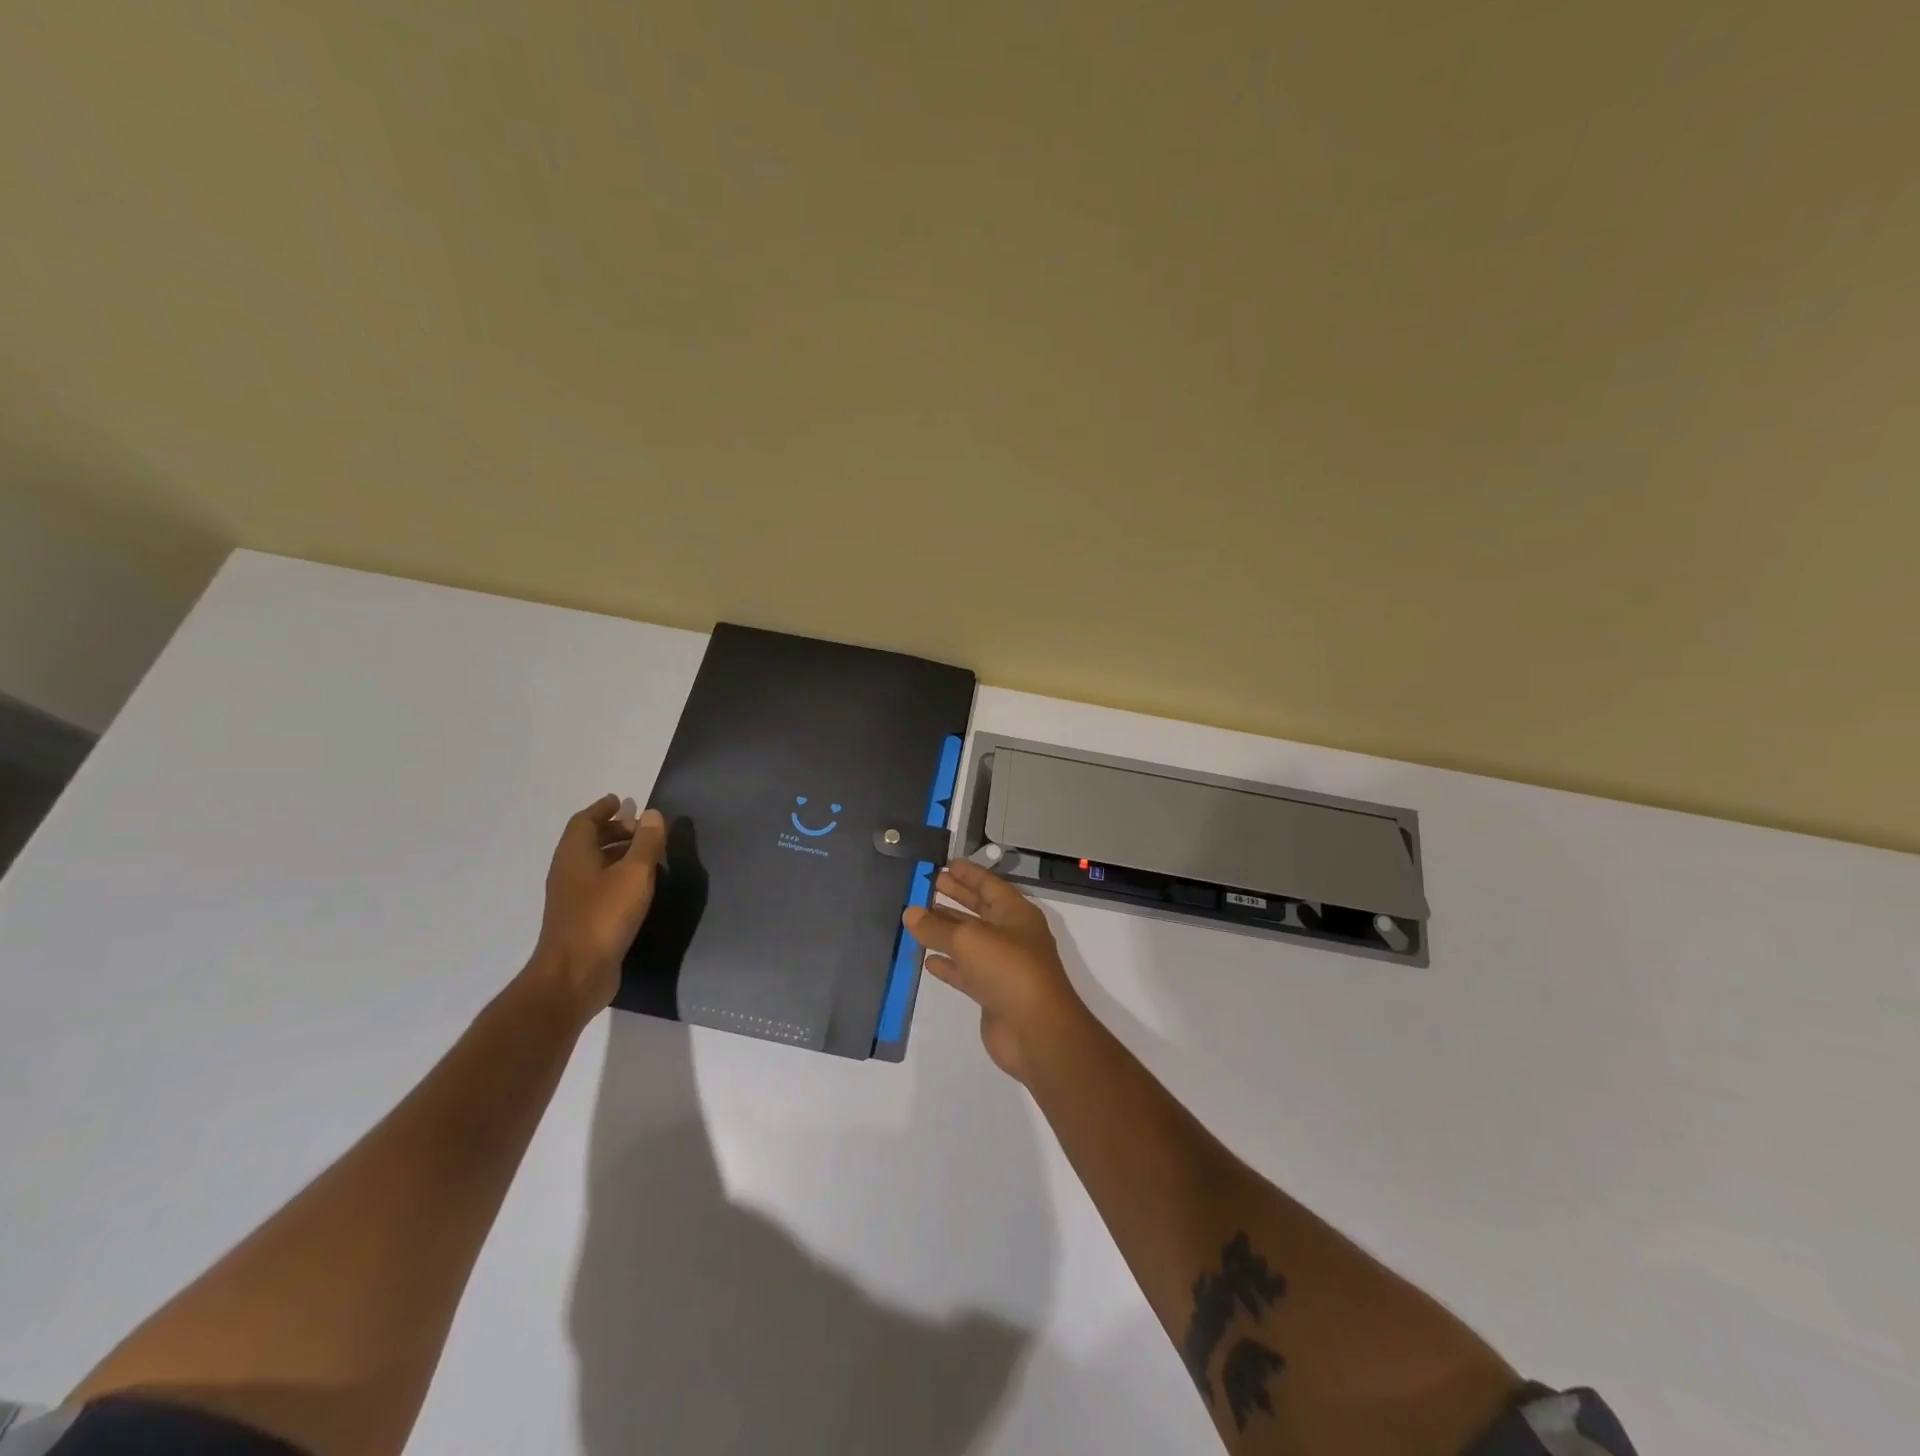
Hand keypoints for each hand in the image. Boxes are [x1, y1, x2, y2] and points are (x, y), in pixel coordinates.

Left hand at [532, 794, 667, 1015]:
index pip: (584, 821)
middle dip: (613, 830)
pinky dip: (616, 876)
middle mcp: (568, 872)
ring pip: (593, 865)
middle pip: (588, 841)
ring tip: (646, 855)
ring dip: (616, 854)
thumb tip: (652, 813)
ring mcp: (572, 898)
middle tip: (642, 829)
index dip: (602, 809)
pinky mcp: (581, 919)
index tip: (622, 801)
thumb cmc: (603, 917)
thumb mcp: (634, 874)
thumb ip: (646, 843)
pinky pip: (598, 885)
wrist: (574, 975)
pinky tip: (637, 887)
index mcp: (575, 855)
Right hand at [905, 860, 1088, 1083]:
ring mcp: (1002, 966)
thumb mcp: (969, 940)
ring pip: (969, 942)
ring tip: (917, 919)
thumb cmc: (1008, 969)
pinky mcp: (992, 993)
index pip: (988, 885)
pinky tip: (927, 961)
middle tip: (929, 885)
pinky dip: (948, 964)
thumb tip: (910, 913)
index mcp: (1016, 913)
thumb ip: (936, 927)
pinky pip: (966, 972)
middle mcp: (1011, 935)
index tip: (945, 863)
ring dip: (946, 931)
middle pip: (979, 910)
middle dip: (956, 897)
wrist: (1036, 1030)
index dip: (968, 873)